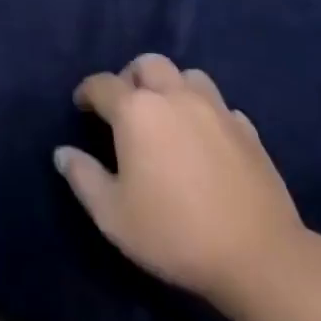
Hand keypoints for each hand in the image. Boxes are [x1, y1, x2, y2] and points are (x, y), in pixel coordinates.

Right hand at [55, 54, 307, 302]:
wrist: (258, 256)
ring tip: (166, 115)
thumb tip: (62, 152)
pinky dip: (205, 112)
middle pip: (147, 64)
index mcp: (136, 110)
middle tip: (125, 107)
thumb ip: (83, 177)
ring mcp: (215, 108)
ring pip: (187, 75)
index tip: (82, 106)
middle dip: (130, 77)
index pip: (102, 84)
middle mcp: (173, 96)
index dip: (87, 92)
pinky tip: (204, 138)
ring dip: (170, 86)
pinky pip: (219, 105)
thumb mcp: (113, 215)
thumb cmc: (174, 233)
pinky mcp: (247, 129)